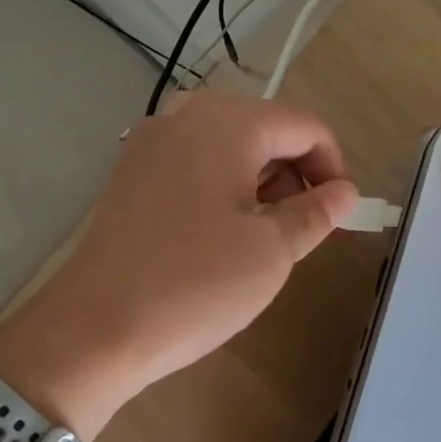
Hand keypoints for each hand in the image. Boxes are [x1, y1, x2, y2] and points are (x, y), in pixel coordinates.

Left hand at [0, 92, 359, 438]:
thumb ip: (315, 213)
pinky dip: (219, 191)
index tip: (340, 215)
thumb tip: (344, 192)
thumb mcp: (271, 252)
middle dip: (293, 177)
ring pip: (226, 150)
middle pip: (262, 131)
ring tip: (260, 241)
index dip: (333, 168)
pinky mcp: (128, 175)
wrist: (96, 325)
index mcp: (226, 122)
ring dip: (257, 186)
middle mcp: (183, 116)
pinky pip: (191, 167)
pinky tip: (217, 238)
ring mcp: (148, 144)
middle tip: (301, 234)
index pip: (304, 126)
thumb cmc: (195, 284)